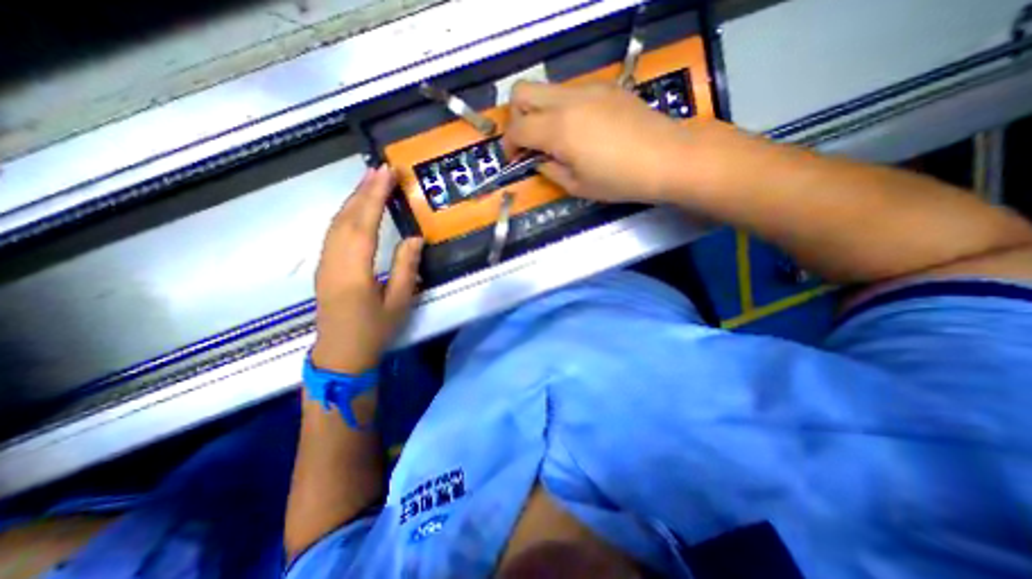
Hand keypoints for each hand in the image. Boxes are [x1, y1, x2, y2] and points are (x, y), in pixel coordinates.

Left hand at [316, 165, 427, 372]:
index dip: (374, 196)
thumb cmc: (374, 331)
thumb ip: (405, 267)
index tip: (386, 173)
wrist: (341, 354)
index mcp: (354, 271)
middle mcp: (334, 260)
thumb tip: (415, 238)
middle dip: (363, 190)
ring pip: (336, 222)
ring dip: (353, 199)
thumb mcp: (399, 302)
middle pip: (346, 218)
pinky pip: (333, 232)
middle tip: (380, 169)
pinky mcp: (324, 266)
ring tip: (370, 181)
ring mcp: (325, 263)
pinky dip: (345, 213)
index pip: (363, 224)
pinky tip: (356, 208)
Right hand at [502, 82, 702, 203]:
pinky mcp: (605, 87)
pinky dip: (563, 108)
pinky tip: (581, 129)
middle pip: (522, 92)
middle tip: (529, 142)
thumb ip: (549, 170)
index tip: (515, 159)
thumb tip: (538, 159)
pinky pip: (571, 91)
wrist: (668, 158)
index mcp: (558, 129)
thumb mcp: (576, 186)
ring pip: (547, 89)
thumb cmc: (619, 180)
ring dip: (540, 112)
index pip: (516, 128)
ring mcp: (588, 89)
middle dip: (516, 118)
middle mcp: (567, 101)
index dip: (508, 145)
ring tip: (557, 139)